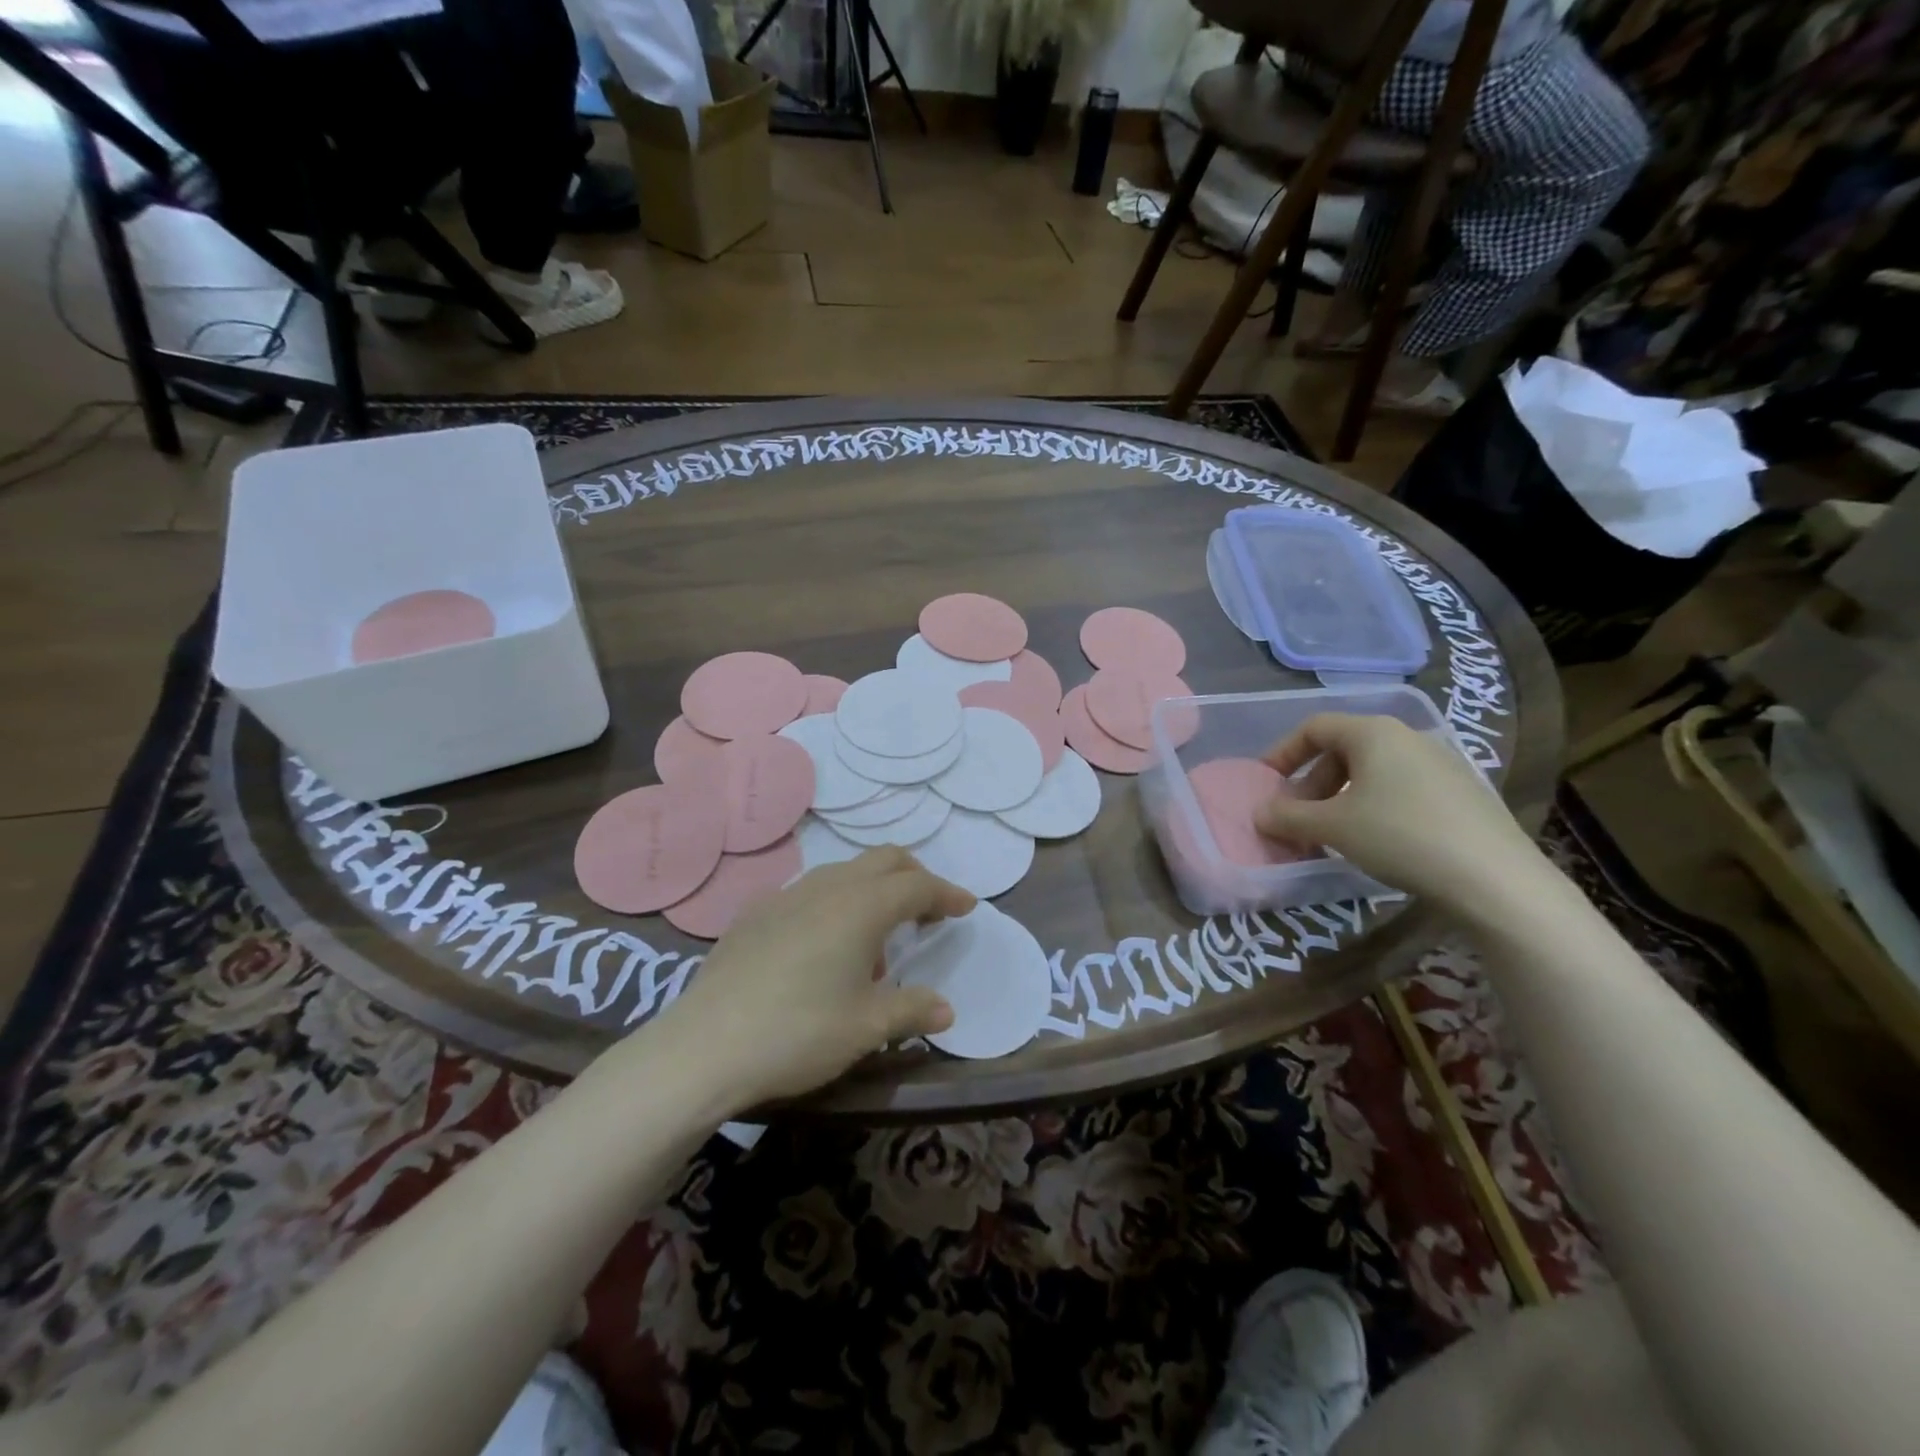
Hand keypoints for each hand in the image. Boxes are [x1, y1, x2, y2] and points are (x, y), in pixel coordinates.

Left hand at [662, 848, 973, 1108]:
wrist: (704, 1047)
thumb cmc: (798, 1033)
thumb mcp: (866, 1027)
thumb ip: (911, 1010)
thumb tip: (945, 1010)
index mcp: (861, 907)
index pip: (917, 885)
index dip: (946, 894)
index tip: (966, 908)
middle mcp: (827, 888)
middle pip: (883, 860)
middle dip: (914, 877)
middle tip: (928, 912)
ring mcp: (786, 896)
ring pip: (844, 872)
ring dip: (873, 891)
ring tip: (875, 943)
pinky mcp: (755, 913)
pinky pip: (810, 892)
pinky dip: (836, 904)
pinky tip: (823, 948)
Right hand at [1255, 713, 1544, 910]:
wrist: (1494, 879)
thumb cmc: (1399, 835)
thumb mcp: (1331, 827)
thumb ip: (1288, 816)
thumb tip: (1260, 813)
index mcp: (1373, 732)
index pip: (1314, 727)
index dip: (1283, 753)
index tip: (1267, 785)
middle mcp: (1408, 737)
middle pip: (1343, 750)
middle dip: (1311, 784)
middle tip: (1298, 819)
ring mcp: (1440, 764)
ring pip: (1373, 772)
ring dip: (1340, 799)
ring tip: (1332, 834)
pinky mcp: (1462, 793)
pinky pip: (1402, 789)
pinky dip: (1374, 807)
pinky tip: (1376, 842)